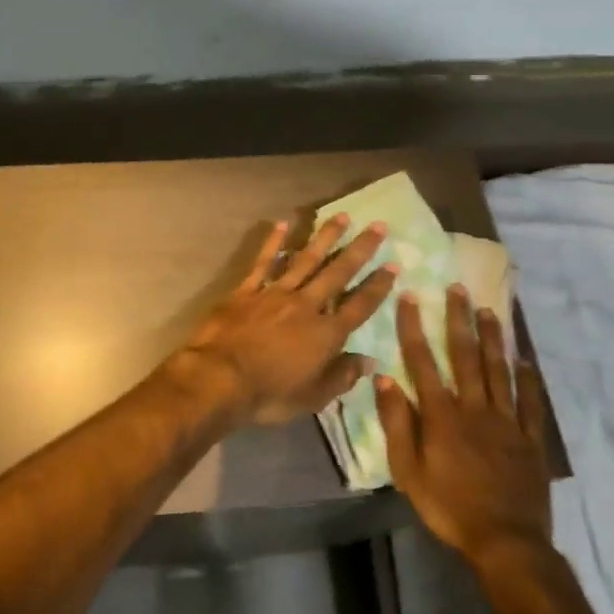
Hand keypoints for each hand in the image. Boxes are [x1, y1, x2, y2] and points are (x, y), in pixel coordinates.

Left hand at [170, 215, 398, 427]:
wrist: (220, 377)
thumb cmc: (270, 394)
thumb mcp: (313, 397)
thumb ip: (342, 377)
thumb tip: (369, 362)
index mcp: (326, 334)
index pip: (359, 306)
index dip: (378, 286)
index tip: (393, 265)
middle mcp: (306, 306)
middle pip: (338, 273)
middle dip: (360, 249)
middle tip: (378, 225)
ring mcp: (275, 293)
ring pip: (306, 259)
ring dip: (325, 237)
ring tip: (341, 216)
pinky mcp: (248, 290)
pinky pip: (264, 262)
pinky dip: (274, 243)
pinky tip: (283, 223)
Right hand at [377, 286, 553, 566]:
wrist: (506, 542)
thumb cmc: (449, 507)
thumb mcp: (408, 470)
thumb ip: (397, 423)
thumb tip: (384, 378)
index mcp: (442, 415)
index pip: (423, 361)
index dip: (413, 327)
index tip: (409, 297)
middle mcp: (474, 408)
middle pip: (465, 356)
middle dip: (459, 320)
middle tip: (457, 288)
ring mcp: (507, 421)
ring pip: (499, 371)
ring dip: (492, 339)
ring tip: (489, 310)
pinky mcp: (531, 439)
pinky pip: (532, 403)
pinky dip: (530, 380)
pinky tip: (526, 361)